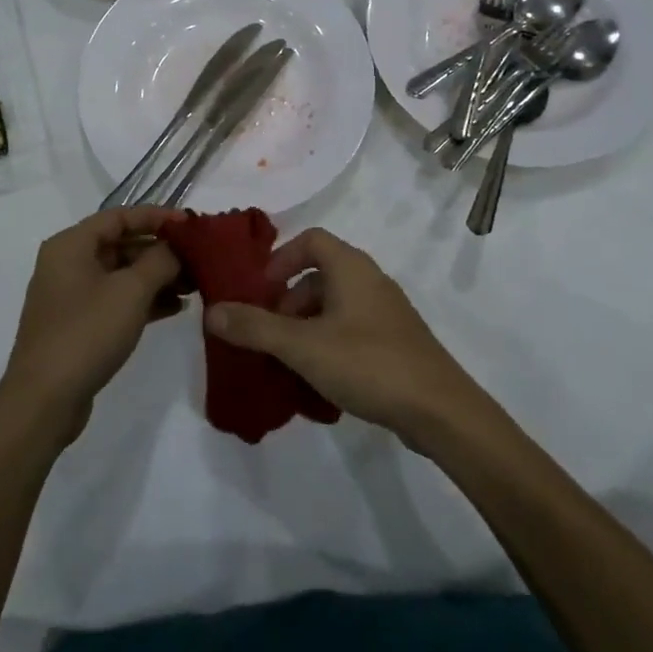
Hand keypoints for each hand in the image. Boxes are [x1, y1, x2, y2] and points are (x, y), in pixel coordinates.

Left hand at [0, 207, 182, 447]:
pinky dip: (143, 300)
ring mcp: (71, 296)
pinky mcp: (78, 324)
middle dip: (160, 251)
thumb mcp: (131, 291)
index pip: (119, 216)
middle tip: (198, 259)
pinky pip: (116, 300)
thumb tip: (176, 248)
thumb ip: (160, 261)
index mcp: (71, 244)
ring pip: (121, 274)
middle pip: (121, 244)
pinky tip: (175, 308)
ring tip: (194, 285)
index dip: (156, 216)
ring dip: (156, 277)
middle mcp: (67, 263)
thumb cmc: (87, 332)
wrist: (45, 400)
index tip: (190, 224)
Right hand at [203, 227, 481, 446]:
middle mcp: (370, 280)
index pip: (310, 239)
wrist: (440, 411)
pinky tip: (318, 382)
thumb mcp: (303, 346)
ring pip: (334, 308)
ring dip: (306, 328)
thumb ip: (255, 328)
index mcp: (351, 267)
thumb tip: (212, 311)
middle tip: (270, 335)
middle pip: (319, 276)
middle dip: (287, 303)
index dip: (281, 259)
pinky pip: (351, 332)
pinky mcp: (396, 343)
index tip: (260, 291)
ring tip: (288, 363)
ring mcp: (386, 313)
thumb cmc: (368, 363)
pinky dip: (328, 346)